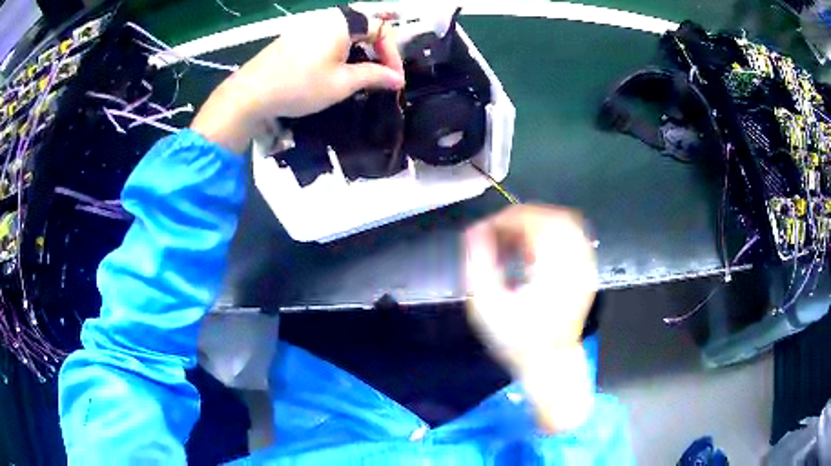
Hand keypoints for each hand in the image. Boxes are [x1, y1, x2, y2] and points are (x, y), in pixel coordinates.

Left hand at [191, 6, 405, 152]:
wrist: (250, 93)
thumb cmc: (300, 86)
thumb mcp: (342, 83)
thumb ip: (374, 76)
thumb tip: (397, 79)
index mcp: (342, 23)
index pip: (382, 29)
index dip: (393, 54)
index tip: (394, 80)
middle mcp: (326, 18)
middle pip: (364, 28)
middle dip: (378, 52)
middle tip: (381, 77)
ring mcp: (308, 26)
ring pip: (346, 34)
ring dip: (360, 53)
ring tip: (361, 77)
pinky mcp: (295, 37)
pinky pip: (327, 39)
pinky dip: (340, 53)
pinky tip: (336, 71)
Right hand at [464, 204, 597, 431]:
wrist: (550, 363)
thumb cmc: (516, 340)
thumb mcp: (487, 306)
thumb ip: (478, 263)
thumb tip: (475, 230)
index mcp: (553, 269)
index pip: (535, 221)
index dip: (506, 219)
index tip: (485, 229)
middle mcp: (575, 262)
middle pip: (553, 216)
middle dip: (521, 217)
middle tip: (498, 232)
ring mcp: (586, 266)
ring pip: (566, 223)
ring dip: (537, 223)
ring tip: (514, 238)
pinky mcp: (587, 271)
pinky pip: (574, 236)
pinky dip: (551, 233)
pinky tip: (534, 248)